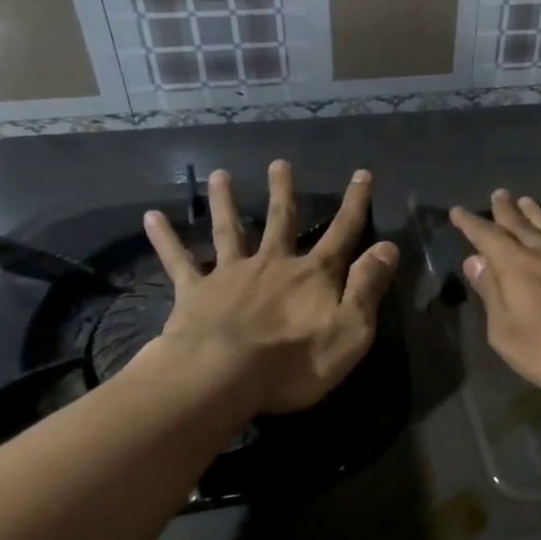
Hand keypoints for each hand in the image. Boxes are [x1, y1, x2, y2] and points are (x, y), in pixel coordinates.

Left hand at [142, 161, 399, 412]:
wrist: (223, 376)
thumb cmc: (295, 361)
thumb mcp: (351, 329)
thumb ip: (368, 286)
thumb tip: (388, 246)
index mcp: (314, 275)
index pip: (342, 232)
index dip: (355, 204)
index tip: (361, 174)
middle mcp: (273, 264)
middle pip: (281, 221)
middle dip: (284, 192)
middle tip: (280, 163)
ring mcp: (231, 275)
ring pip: (230, 230)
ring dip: (226, 202)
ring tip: (221, 176)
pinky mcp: (195, 293)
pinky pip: (178, 261)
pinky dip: (166, 239)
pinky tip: (152, 218)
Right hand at [450, 191, 540, 401]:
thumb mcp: (508, 332)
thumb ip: (491, 294)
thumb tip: (475, 260)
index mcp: (517, 266)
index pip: (487, 237)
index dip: (471, 224)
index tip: (457, 211)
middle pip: (520, 224)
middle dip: (505, 210)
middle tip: (498, 194)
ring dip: (536, 213)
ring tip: (526, 200)